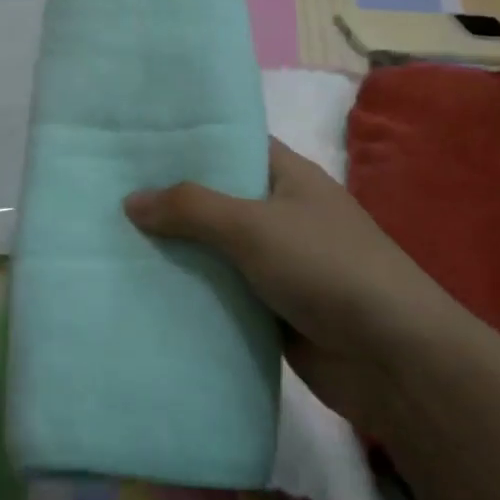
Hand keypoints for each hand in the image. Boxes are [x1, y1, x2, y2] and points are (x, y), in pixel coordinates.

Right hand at [125, 141, 452, 428]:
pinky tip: (144, 289)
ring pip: (215, 249)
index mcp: (288, 177)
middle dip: (170, 199)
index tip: (137, 142)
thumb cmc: (326, 267)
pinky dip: (191, 292)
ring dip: (176, 251)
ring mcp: (276, 263)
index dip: (189, 141)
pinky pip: (221, 293)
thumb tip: (131, 201)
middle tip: (108, 193)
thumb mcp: (254, 225)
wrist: (391, 358)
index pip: (233, 144)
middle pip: (217, 199)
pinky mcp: (270, 309)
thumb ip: (192, 208)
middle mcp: (281, 213)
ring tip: (111, 240)